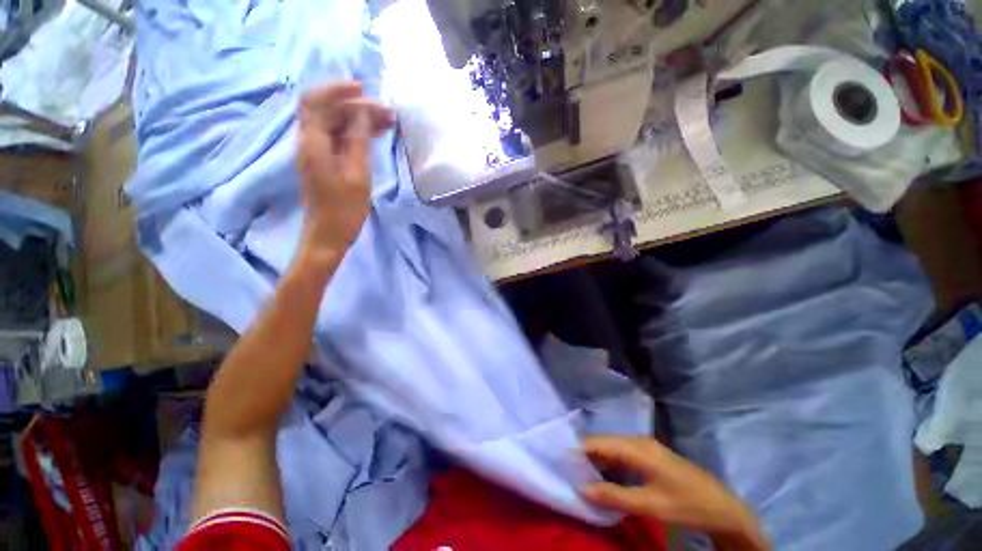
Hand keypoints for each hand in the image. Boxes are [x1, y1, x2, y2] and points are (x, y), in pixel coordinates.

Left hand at [296, 82, 394, 267]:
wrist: (329, 235)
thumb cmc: (344, 209)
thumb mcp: (357, 174)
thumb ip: (358, 141)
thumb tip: (363, 113)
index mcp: (313, 143)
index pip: (316, 100)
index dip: (338, 89)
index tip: (364, 89)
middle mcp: (310, 142)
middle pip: (328, 111)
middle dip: (357, 106)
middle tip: (388, 114)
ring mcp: (317, 153)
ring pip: (336, 124)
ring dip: (359, 119)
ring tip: (388, 123)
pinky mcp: (325, 163)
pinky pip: (339, 139)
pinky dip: (356, 133)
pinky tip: (374, 135)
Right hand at [582, 436, 769, 550]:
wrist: (724, 508)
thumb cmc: (687, 505)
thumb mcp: (651, 505)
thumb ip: (614, 496)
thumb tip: (581, 488)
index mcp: (636, 447)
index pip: (597, 442)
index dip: (577, 450)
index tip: (559, 461)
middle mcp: (637, 440)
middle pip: (602, 442)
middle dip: (584, 455)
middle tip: (566, 470)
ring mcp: (644, 446)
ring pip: (610, 448)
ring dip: (595, 460)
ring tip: (579, 474)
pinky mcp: (648, 455)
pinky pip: (620, 454)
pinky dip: (608, 464)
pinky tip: (602, 476)